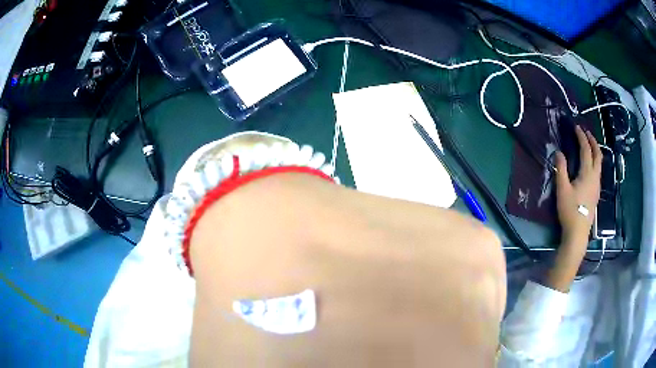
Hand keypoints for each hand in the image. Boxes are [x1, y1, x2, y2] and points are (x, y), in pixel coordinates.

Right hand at [554, 125, 601, 247]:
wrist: (578, 233)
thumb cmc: (570, 211)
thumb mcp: (562, 190)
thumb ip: (561, 169)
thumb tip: (559, 152)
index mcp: (587, 173)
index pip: (586, 150)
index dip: (582, 137)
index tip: (576, 127)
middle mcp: (595, 177)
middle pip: (598, 154)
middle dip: (593, 141)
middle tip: (587, 132)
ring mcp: (597, 186)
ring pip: (599, 163)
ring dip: (595, 151)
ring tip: (589, 146)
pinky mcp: (596, 194)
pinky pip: (598, 172)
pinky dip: (595, 162)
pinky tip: (590, 166)